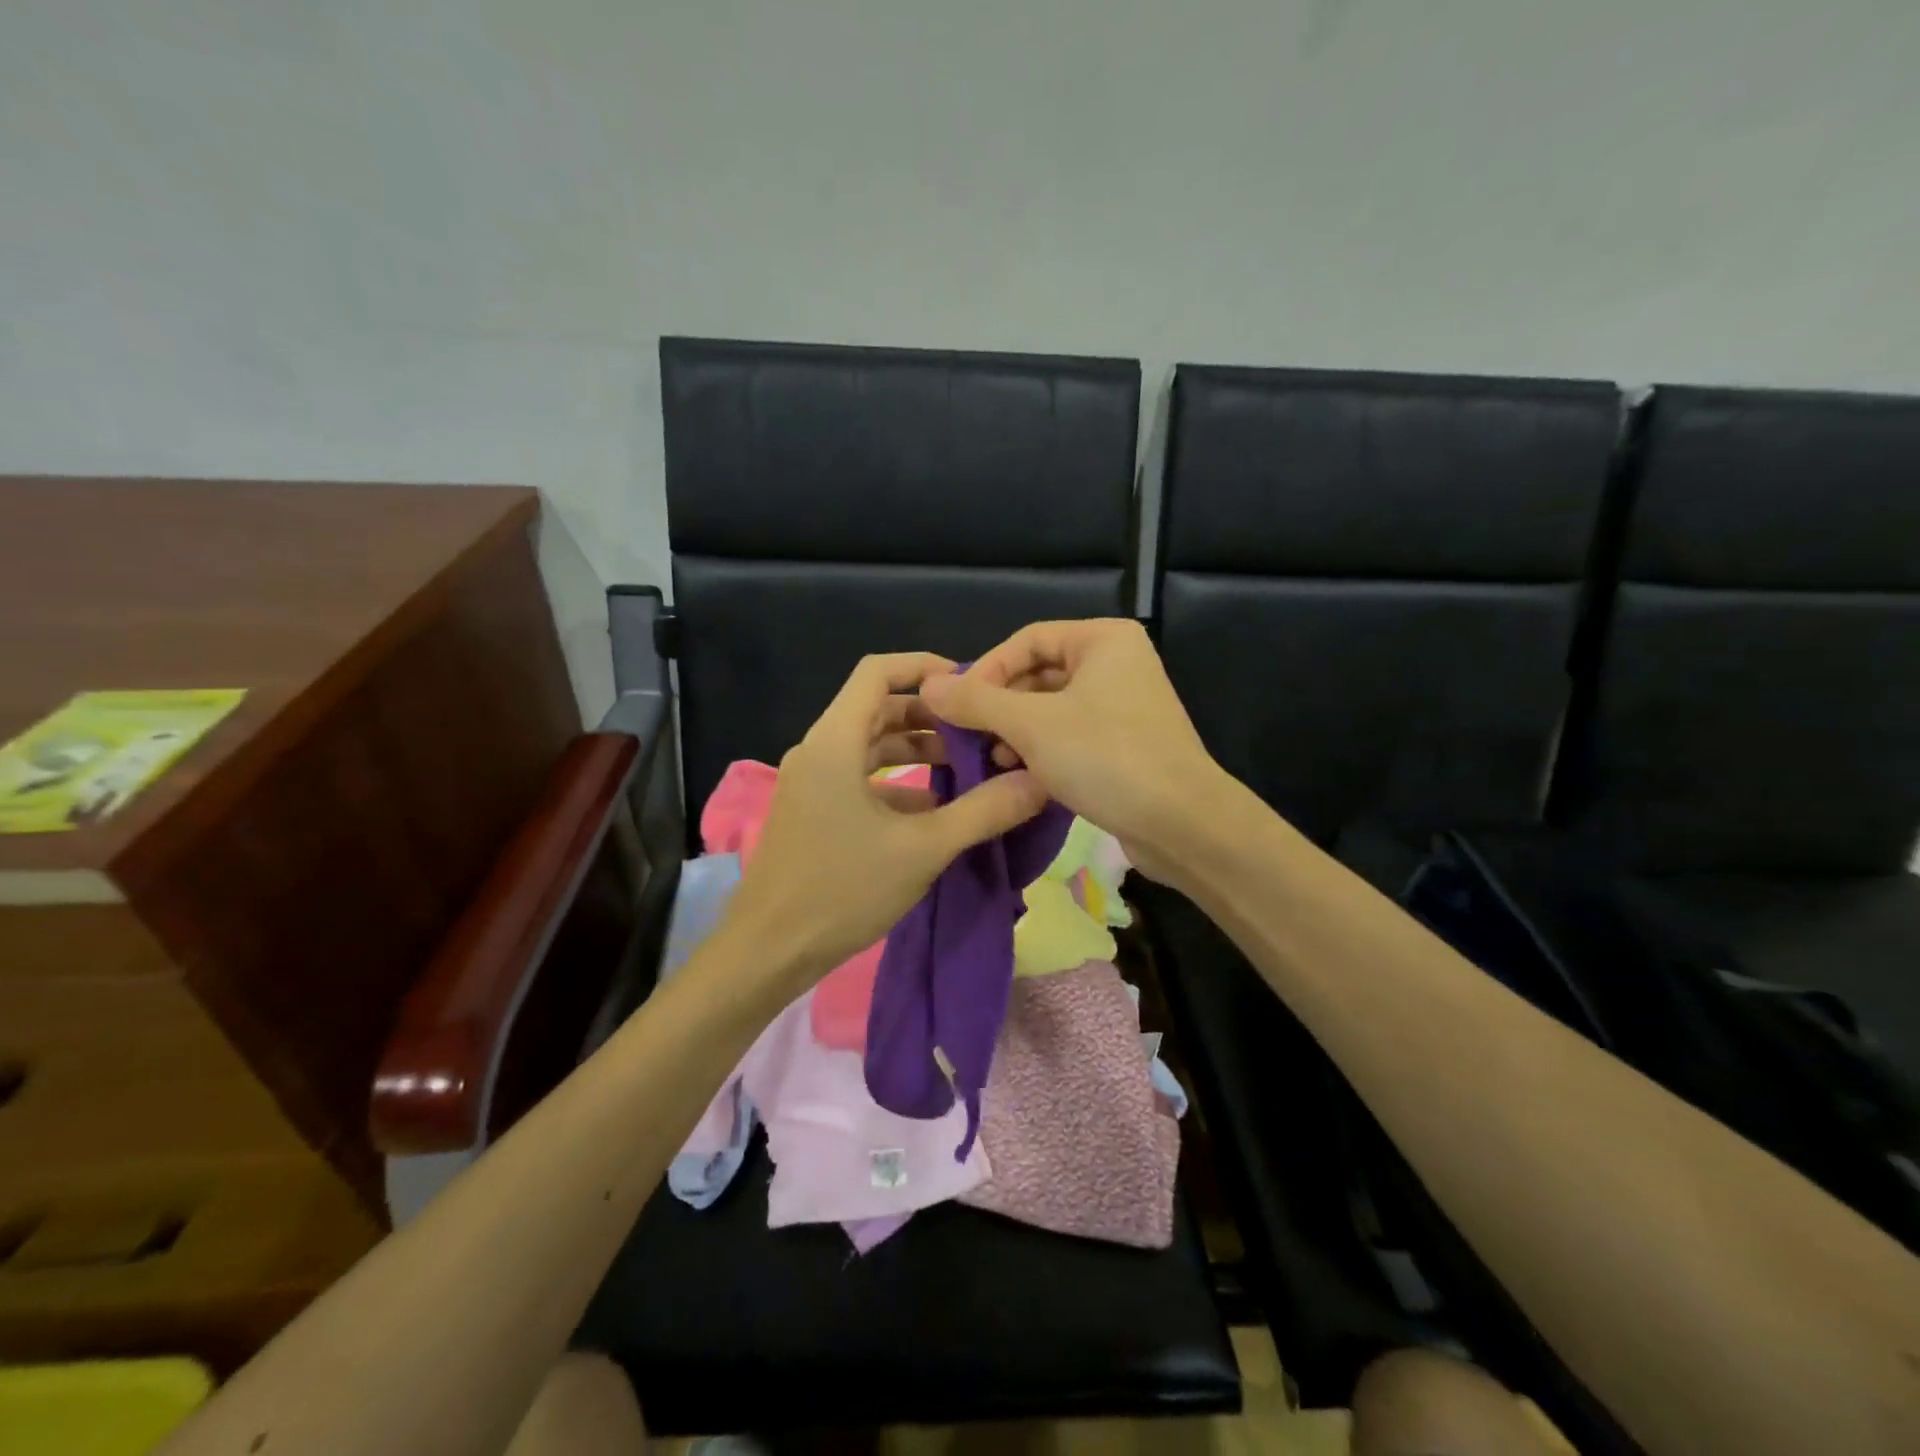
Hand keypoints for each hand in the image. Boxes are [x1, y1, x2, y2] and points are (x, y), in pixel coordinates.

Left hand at [724, 652, 1048, 990]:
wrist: (768, 951)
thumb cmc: (842, 889)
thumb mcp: (923, 849)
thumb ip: (983, 811)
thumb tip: (1038, 781)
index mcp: (836, 741)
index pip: (877, 672)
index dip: (924, 667)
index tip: (969, 685)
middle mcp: (819, 750)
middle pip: (878, 708)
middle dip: (930, 716)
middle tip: (980, 732)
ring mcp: (813, 782)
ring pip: (869, 746)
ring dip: (916, 751)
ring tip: (968, 768)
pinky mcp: (814, 811)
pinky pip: (859, 778)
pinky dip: (897, 783)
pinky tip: (934, 809)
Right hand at [919, 620, 1229, 884]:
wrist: (1182, 824)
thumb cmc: (1106, 758)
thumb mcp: (1032, 725)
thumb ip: (977, 701)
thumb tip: (928, 684)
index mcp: (1103, 640)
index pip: (1027, 640)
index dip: (987, 669)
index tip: (957, 705)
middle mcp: (1116, 663)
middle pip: (1039, 673)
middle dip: (1001, 704)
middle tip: (971, 735)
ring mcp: (1123, 705)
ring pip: (1052, 707)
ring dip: (1016, 729)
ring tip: (994, 758)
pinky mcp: (1124, 743)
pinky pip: (1070, 733)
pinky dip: (1042, 748)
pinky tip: (1021, 773)